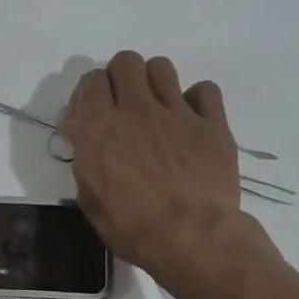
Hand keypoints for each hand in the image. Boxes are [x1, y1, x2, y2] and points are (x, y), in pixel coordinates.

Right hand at [59, 51, 279, 298]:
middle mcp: (136, 110)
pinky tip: (192, 120)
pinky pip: (204, 90)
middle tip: (122, 105)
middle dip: (120, 78)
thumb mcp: (90, 198)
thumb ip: (86, 159)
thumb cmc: (132, 227)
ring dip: (153, 82)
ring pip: (161, 67)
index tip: (90, 116)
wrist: (192, 238)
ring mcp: (177, 113)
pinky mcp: (212, 124)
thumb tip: (86, 140)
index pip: (91, 80)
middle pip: (125, 61)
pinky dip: (196, 100)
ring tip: (156, 108)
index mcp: (100, 128)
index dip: (89, 94)